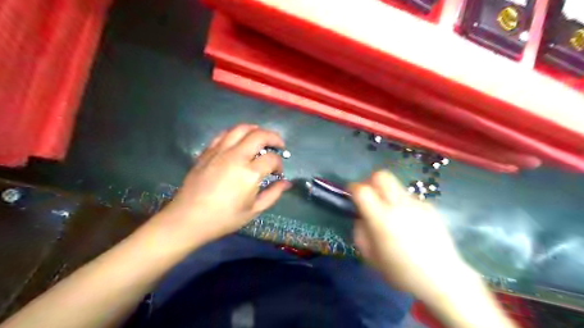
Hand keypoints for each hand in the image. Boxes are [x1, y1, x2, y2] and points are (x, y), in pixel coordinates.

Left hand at [158, 124, 290, 244]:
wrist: (188, 219)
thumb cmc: (224, 218)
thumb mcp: (253, 210)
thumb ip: (273, 194)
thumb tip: (287, 183)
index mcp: (249, 173)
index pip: (271, 159)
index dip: (279, 164)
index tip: (277, 173)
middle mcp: (236, 156)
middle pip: (259, 135)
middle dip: (274, 138)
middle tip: (279, 145)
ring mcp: (220, 151)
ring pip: (241, 129)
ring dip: (256, 130)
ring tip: (261, 138)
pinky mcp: (207, 151)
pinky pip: (224, 134)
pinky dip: (236, 134)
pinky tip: (239, 141)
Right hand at [345, 171, 473, 300]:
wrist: (442, 278)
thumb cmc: (401, 271)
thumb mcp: (370, 257)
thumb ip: (360, 231)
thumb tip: (361, 216)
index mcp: (381, 219)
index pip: (362, 190)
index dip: (353, 188)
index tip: (352, 194)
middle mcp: (399, 206)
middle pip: (381, 176)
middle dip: (371, 182)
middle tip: (370, 197)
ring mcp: (417, 204)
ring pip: (395, 186)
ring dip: (387, 194)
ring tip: (392, 214)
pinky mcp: (429, 207)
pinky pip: (409, 198)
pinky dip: (403, 204)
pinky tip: (409, 223)